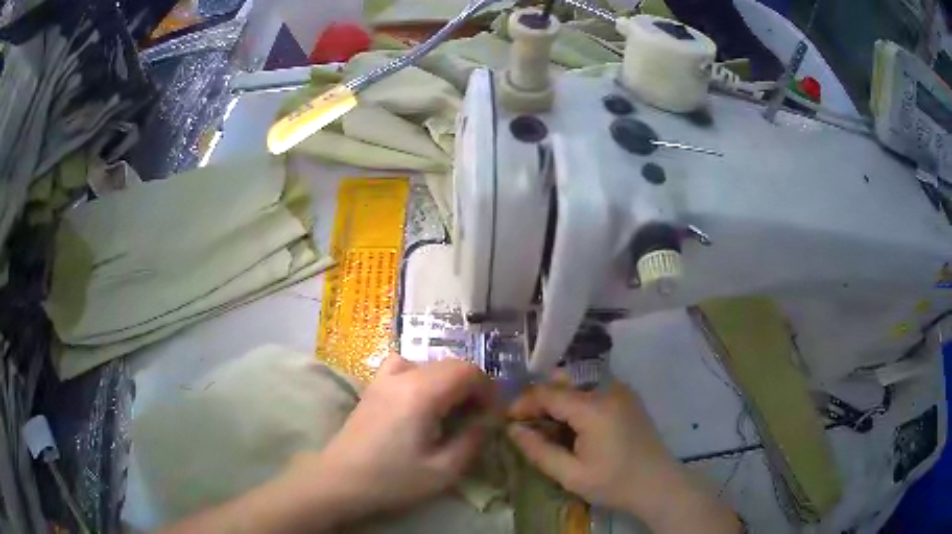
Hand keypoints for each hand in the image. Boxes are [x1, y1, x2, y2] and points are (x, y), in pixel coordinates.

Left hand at [288, 355, 494, 520]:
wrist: (340, 481)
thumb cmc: (392, 480)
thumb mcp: (443, 470)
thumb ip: (472, 440)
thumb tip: (487, 421)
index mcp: (421, 393)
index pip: (467, 371)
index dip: (488, 389)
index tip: (493, 415)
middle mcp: (402, 376)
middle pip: (450, 364)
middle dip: (472, 386)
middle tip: (478, 416)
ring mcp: (383, 378)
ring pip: (429, 363)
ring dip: (449, 381)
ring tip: (453, 409)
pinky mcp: (373, 387)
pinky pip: (404, 365)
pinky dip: (422, 375)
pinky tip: (420, 399)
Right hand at [507, 382, 739, 532]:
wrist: (660, 485)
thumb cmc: (614, 483)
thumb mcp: (571, 475)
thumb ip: (539, 451)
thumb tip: (512, 430)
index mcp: (593, 408)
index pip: (547, 393)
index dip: (523, 403)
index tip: (507, 421)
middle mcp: (608, 389)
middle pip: (562, 383)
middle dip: (539, 400)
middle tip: (525, 424)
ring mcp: (621, 391)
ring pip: (578, 385)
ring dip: (557, 401)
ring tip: (547, 428)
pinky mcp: (628, 398)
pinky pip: (593, 391)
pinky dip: (576, 403)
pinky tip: (572, 427)